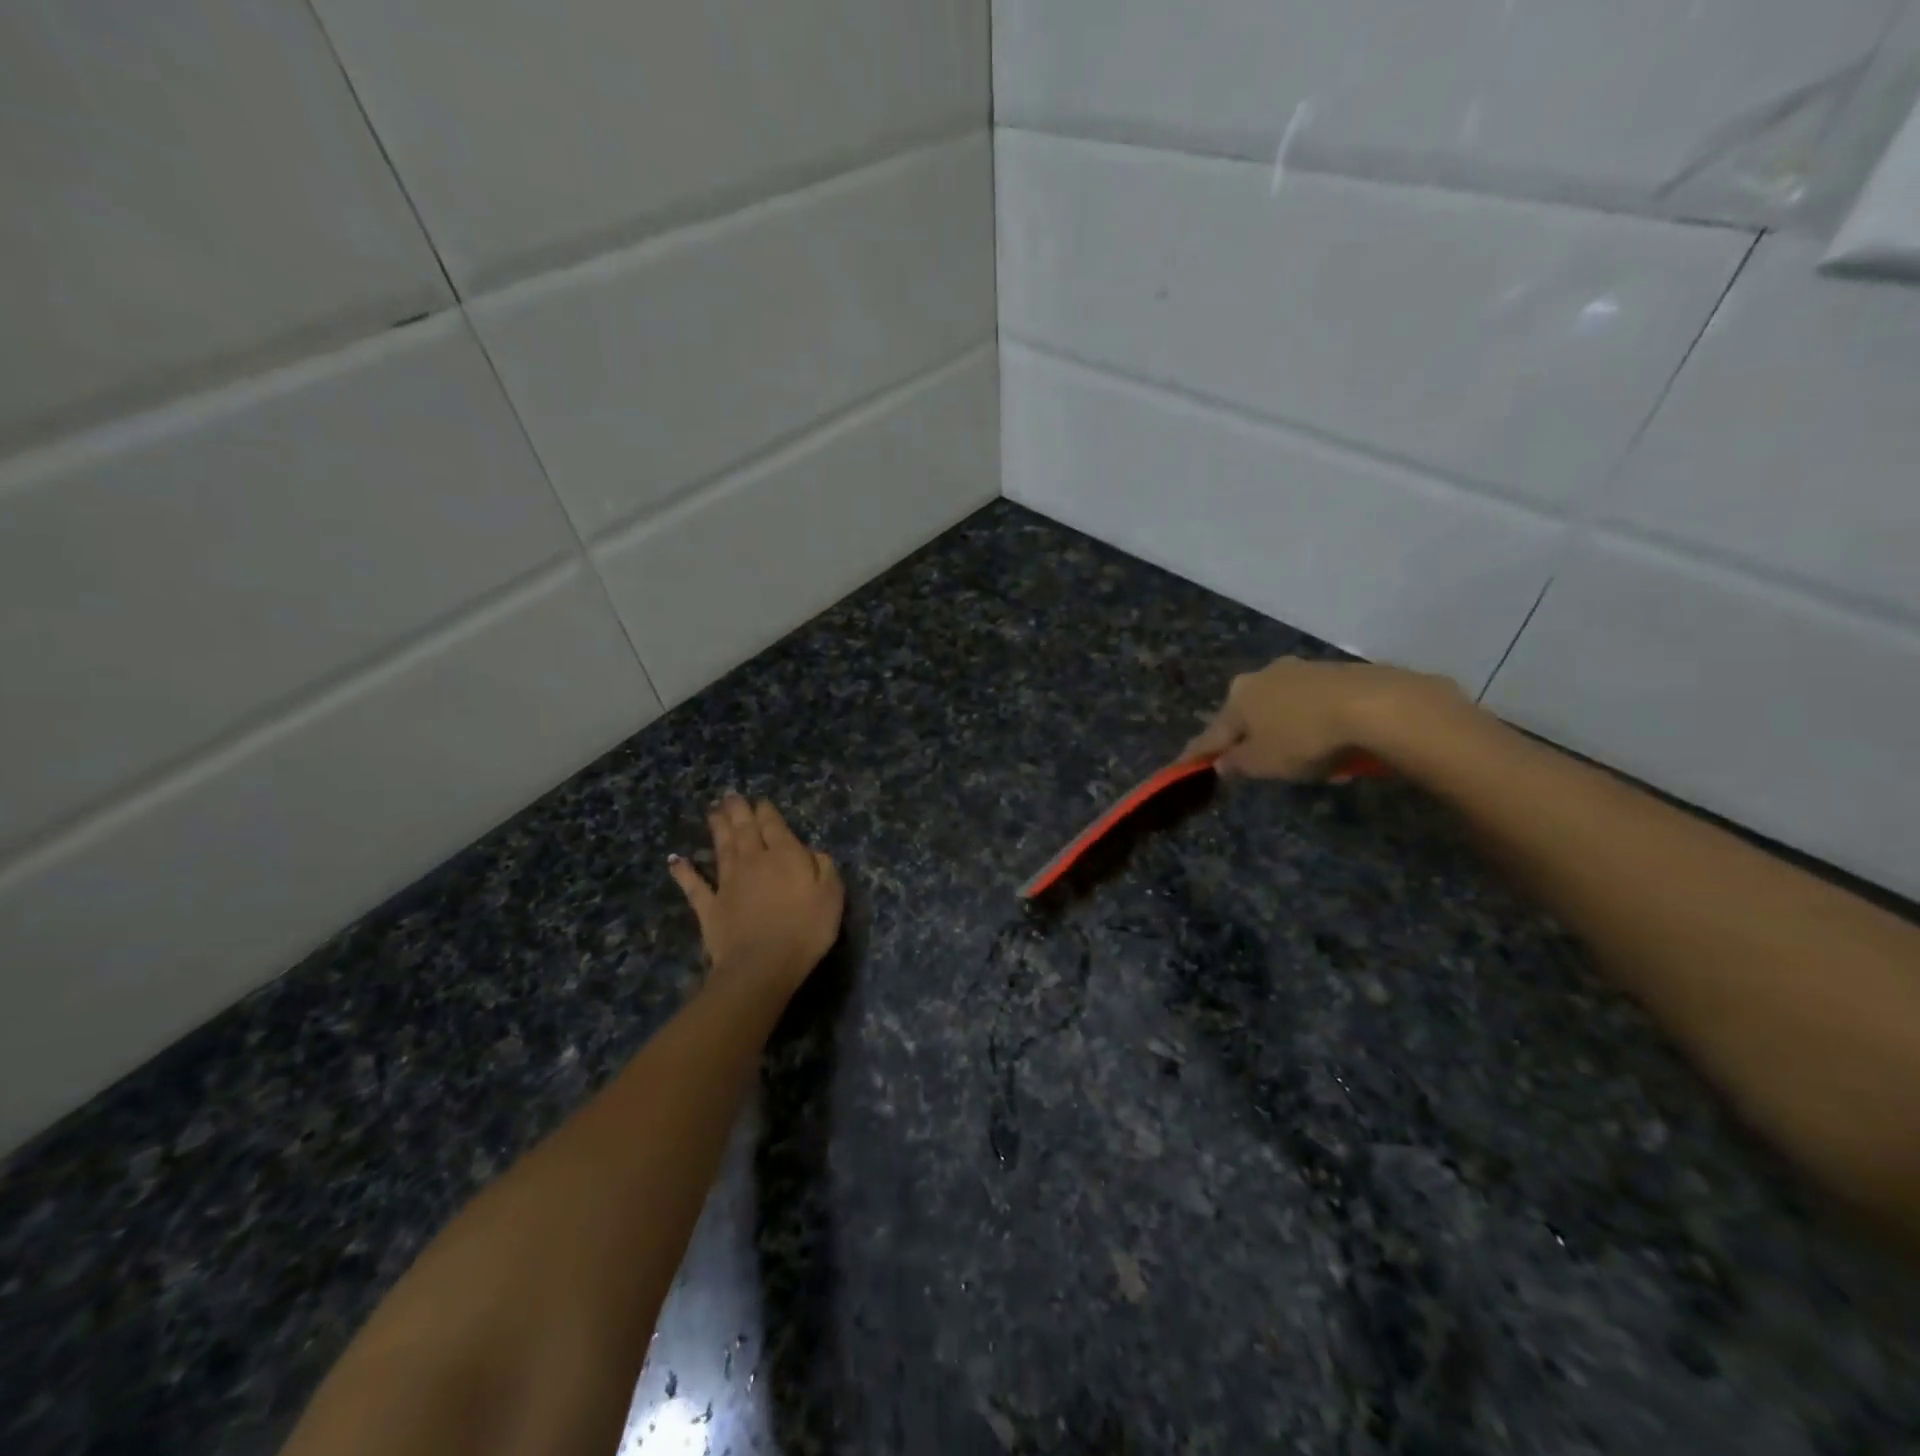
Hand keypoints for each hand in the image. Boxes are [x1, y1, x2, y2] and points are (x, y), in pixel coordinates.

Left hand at [669, 794, 843, 997]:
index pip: (774, 826)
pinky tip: (675, 860)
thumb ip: (823, 867)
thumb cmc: (805, 929)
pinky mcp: (710, 907)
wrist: (763, 965)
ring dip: (718, 828)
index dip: (767, 812)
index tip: (761, 801)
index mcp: (785, 855)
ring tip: (713, 811)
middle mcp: (753, 861)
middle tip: (730, 795)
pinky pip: (694, 885)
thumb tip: (813, 851)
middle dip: (739, 811)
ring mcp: (728, 883)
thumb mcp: (831, 895)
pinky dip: (684, 872)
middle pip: (744, 830)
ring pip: (722, 848)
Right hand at [1183, 658, 1461, 779]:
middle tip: (1257, 765)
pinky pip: (1317, 707)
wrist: (1375, 706)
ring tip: (1307, 764)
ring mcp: (1302, 670)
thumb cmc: (1304, 738)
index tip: (1184, 765)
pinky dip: (1317, 727)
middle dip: (1251, 738)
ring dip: (1288, 733)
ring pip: (1285, 710)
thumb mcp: (1263, 763)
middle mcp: (1264, 676)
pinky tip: (1334, 748)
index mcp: (1238, 696)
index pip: (1213, 732)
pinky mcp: (1338, 673)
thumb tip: (1222, 761)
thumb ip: (1237, 763)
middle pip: (1249, 715)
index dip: (1199, 753)